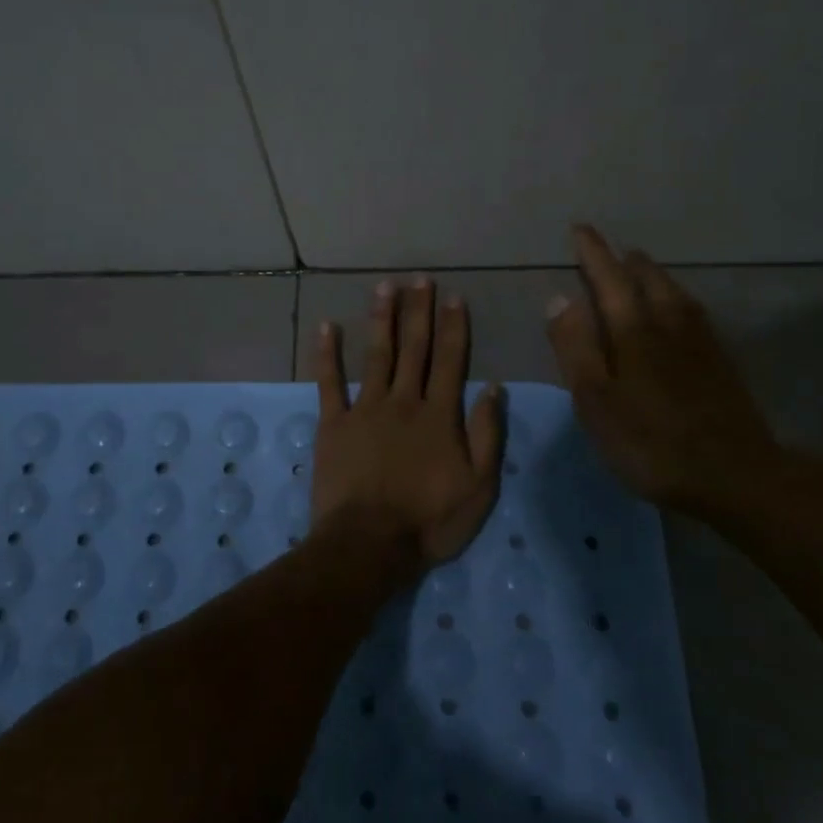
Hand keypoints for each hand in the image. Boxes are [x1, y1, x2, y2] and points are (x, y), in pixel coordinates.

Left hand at [310, 276, 505, 574]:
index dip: (454, 327)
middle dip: (419, 311)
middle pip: (414, 349)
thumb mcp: (479, 486)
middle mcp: (404, 401)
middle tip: (420, 279)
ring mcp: (365, 409)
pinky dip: (328, 354)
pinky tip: (328, 326)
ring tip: (385, 287)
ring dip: (382, 319)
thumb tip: (494, 388)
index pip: (450, 361)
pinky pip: (330, 382)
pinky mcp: (334, 423)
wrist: (369, 544)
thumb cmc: (430, 520)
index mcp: (439, 415)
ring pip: (377, 355)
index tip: (455, 297)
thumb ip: (488, 435)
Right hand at [546, 225, 790, 518]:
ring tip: (641, 272)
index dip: (593, 253)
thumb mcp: (596, 400)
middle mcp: (670, 323)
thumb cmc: (651, 441)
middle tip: (612, 253)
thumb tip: (559, 297)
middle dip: (626, 262)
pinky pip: (692, 312)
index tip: (581, 229)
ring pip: (674, 293)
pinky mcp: (721, 362)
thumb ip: (575, 346)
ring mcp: (701, 342)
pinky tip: (678, 313)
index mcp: (634, 329)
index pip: (608, 278)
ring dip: (653, 276)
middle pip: (648, 278)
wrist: (736, 476)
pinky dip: (675, 299)